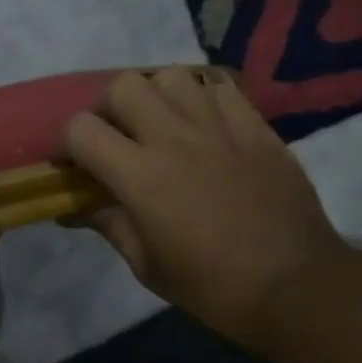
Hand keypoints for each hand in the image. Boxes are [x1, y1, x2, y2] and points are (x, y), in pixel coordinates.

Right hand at [63, 69, 346, 348]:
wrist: (295, 285)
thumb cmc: (212, 286)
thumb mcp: (146, 264)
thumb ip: (108, 224)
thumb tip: (74, 209)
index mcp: (140, 176)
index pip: (81, 129)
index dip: (67, 143)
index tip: (73, 164)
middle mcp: (174, 139)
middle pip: (123, 86)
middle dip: (107, 108)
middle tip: (116, 136)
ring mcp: (219, 127)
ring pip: (171, 76)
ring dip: (154, 95)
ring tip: (160, 123)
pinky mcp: (255, 127)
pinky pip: (220, 86)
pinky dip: (201, 96)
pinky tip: (202, 122)